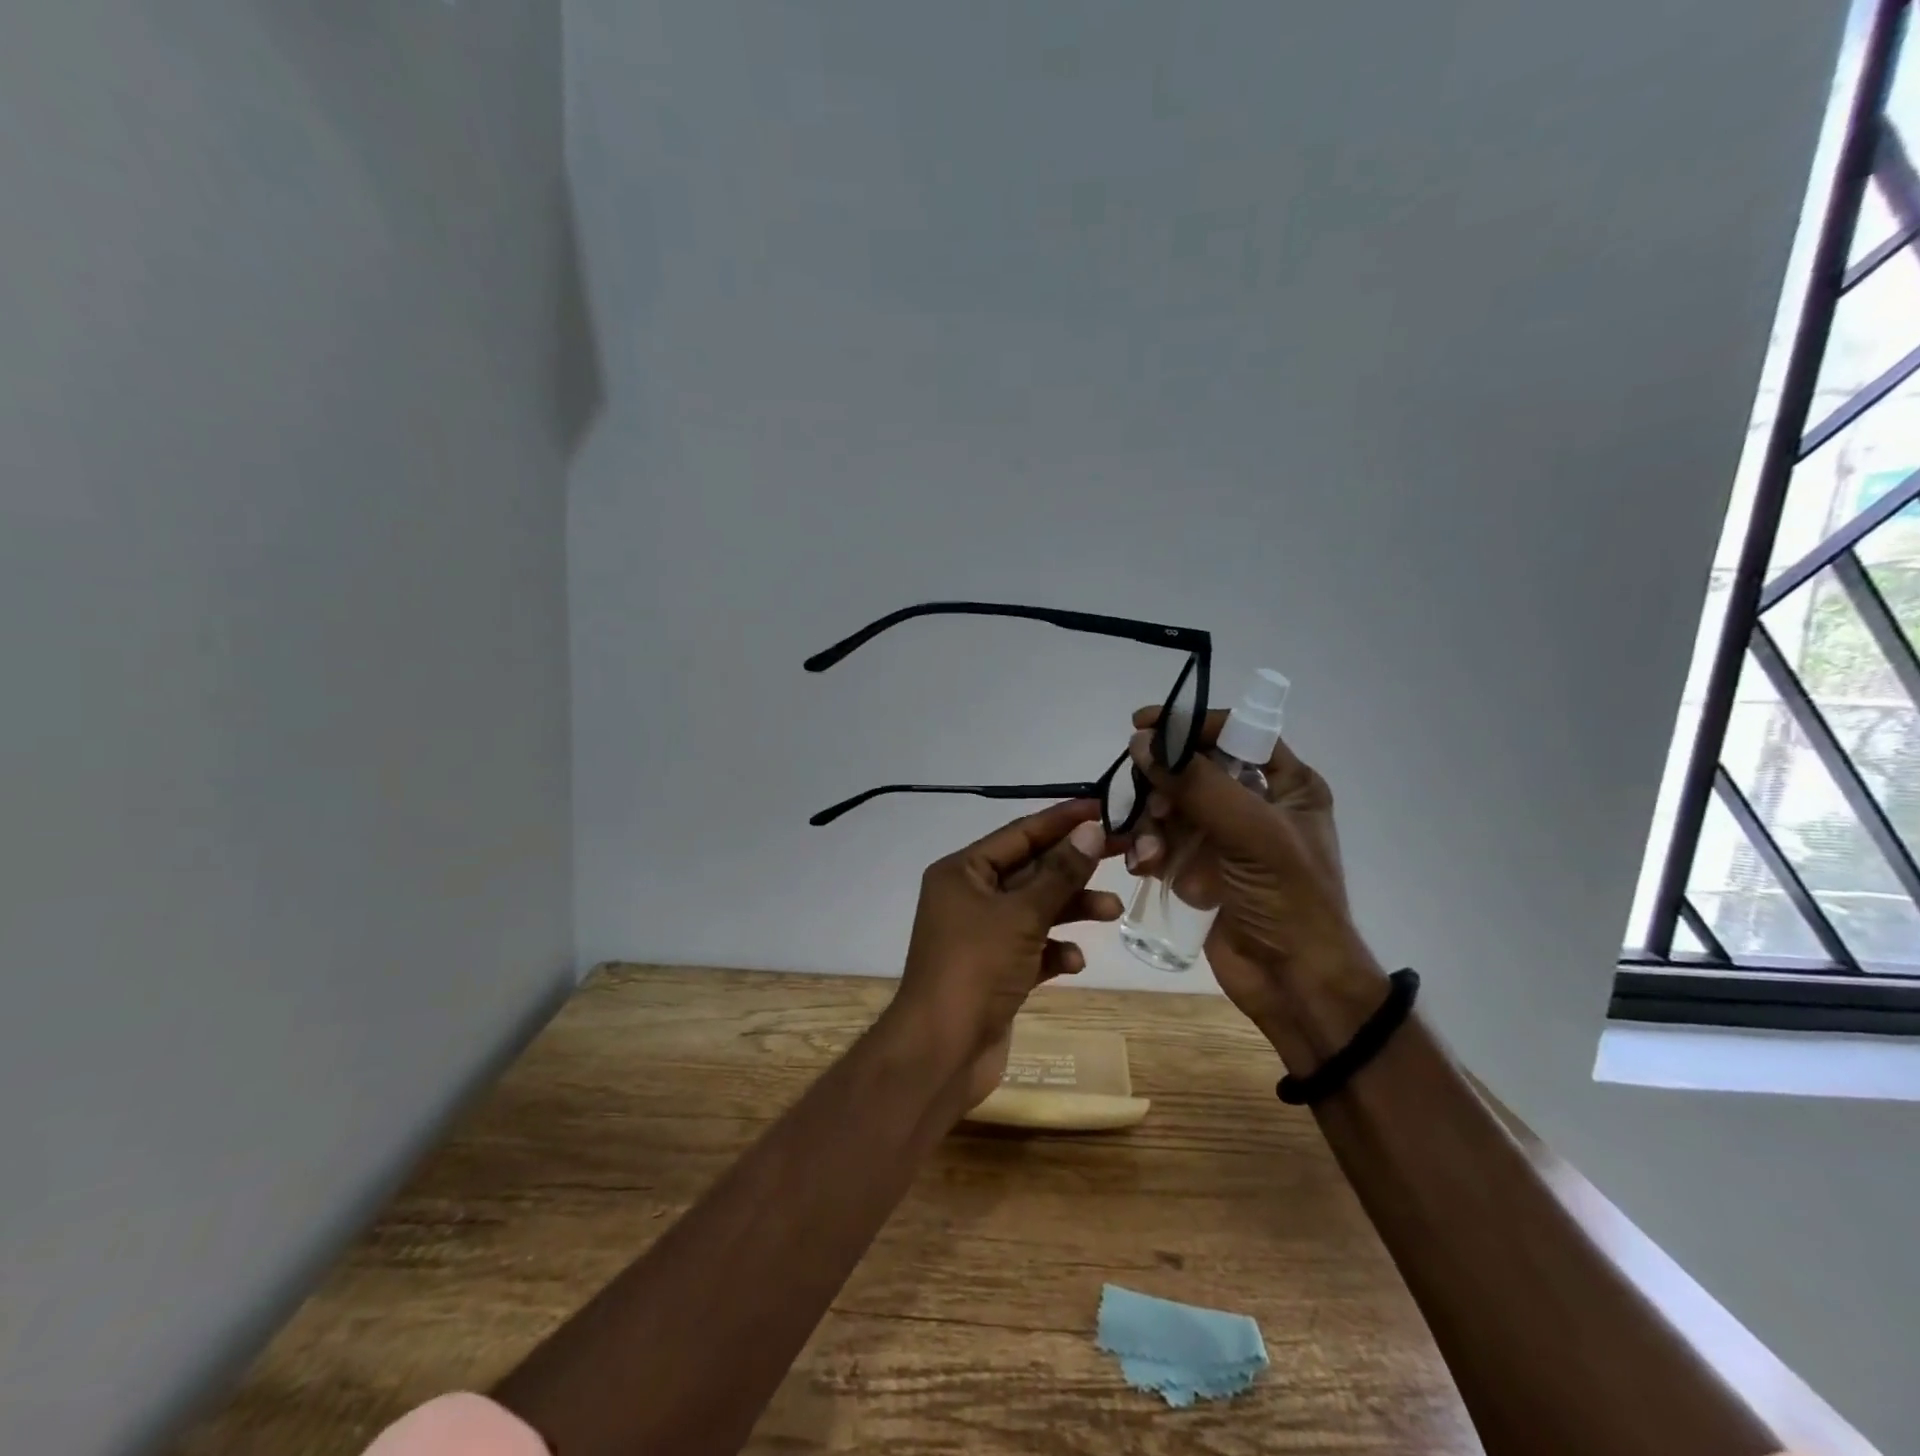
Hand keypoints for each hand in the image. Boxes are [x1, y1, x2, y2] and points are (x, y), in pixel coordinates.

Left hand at [883, 800, 1119, 1109]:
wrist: (942, 1051)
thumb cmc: (976, 968)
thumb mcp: (1022, 914)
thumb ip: (1060, 873)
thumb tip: (1091, 830)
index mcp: (963, 872)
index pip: (1019, 834)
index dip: (1062, 820)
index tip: (1103, 807)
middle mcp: (969, 897)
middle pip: (1032, 870)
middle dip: (1075, 866)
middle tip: (1126, 852)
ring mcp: (982, 935)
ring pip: (1036, 910)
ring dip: (1072, 908)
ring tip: (1114, 910)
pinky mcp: (995, 970)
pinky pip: (1032, 948)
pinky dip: (1054, 950)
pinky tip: (1073, 962)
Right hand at [1126, 708, 1385, 1062]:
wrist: (1296, 985)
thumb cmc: (1290, 901)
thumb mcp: (1253, 834)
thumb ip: (1198, 784)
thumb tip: (1143, 743)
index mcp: (1286, 784)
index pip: (1235, 732)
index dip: (1189, 724)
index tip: (1142, 726)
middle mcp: (1254, 804)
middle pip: (1192, 770)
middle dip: (1163, 787)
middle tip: (1150, 808)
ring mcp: (1224, 839)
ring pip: (1170, 808)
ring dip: (1151, 827)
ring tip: (1149, 856)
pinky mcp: (1199, 870)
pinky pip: (1162, 843)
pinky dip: (1148, 851)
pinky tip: (1144, 869)